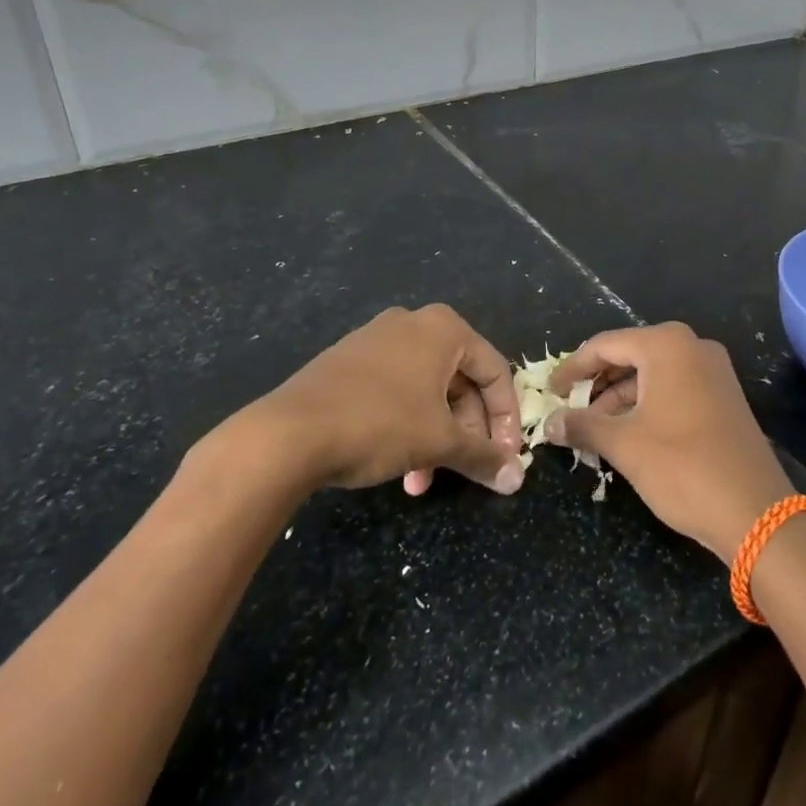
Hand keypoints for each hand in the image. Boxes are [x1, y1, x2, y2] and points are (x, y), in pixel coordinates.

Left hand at [216, 304, 525, 496]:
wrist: (287, 433)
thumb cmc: (380, 424)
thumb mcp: (440, 442)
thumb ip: (483, 457)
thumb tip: (517, 479)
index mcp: (443, 328)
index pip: (494, 372)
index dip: (507, 418)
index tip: (506, 457)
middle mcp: (412, 324)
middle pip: (460, 382)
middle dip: (466, 432)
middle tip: (468, 469)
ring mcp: (375, 340)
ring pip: (426, 392)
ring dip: (435, 437)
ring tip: (422, 482)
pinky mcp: (347, 363)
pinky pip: (395, 391)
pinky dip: (407, 426)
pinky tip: (398, 466)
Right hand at [544, 323, 793, 562]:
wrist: (755, 512)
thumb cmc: (682, 466)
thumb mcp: (624, 445)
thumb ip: (582, 426)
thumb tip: (550, 423)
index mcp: (667, 345)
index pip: (605, 345)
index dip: (573, 368)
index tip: (549, 392)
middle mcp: (692, 347)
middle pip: (630, 356)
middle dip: (597, 385)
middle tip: (568, 411)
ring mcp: (713, 371)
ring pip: (652, 375)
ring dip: (620, 399)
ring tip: (592, 431)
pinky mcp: (723, 397)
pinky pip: (673, 389)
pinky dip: (646, 406)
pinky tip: (626, 434)